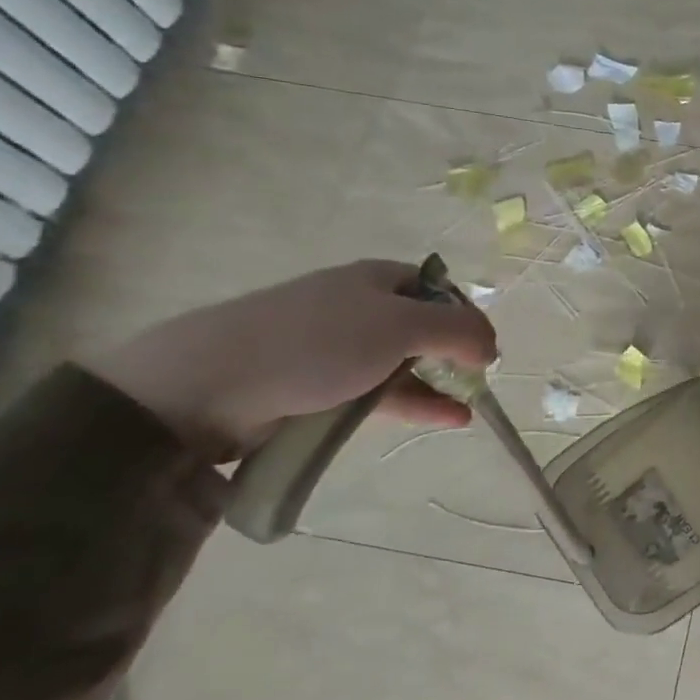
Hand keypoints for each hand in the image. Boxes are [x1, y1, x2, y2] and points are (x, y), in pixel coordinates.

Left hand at [87, 260, 497, 460]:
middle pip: (420, 325)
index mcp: (375, 279)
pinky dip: (413, 403)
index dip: (466, 313)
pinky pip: (378, 392)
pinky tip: (444, 420)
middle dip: (453, 351)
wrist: (206, 386)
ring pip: (400, 362)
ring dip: (437, 382)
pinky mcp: (316, 387)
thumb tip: (493, 346)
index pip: (436, 287)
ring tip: (469, 407)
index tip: (485, 346)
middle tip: (476, 378)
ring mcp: (334, 348)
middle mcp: (356, 306)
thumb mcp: (401, 326)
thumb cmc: (316, 342)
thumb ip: (458, 330)